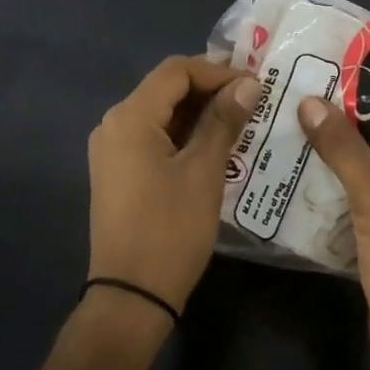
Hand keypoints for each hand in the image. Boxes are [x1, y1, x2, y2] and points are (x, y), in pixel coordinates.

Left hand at [86, 55, 260, 317]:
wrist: (130, 298)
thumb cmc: (170, 230)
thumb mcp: (204, 171)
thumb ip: (224, 121)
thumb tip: (249, 84)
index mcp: (130, 117)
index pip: (176, 71)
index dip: (218, 71)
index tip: (256, 85)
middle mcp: (114, 124)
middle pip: (166, 88)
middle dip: (210, 89)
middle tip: (254, 100)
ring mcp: (112, 149)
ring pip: (161, 112)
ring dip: (200, 112)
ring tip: (242, 120)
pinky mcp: (118, 170)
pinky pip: (153, 136)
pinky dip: (184, 133)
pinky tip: (216, 145)